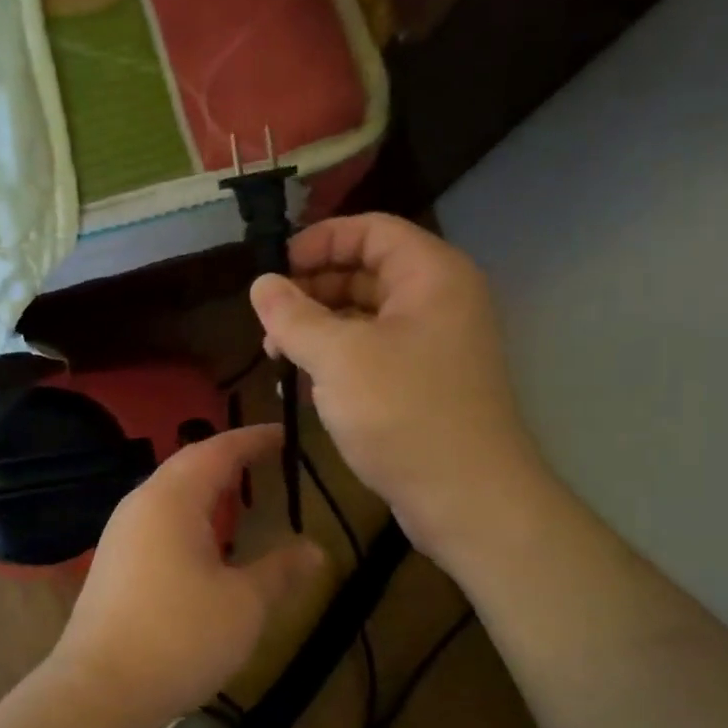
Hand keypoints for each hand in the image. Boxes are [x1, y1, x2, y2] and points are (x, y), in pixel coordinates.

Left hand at [49, 425, 327, 727]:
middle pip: (188, 466)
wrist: (98, 690)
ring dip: (205, 488)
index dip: (252, 439)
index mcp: (171, 499)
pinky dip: (188, 516)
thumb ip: (280, 571)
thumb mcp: (244, 604)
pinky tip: (204, 542)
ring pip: (169, 495)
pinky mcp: (113, 564)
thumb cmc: (179, 637)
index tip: (283, 434)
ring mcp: (120, 535)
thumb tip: (315, 549)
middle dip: (228, 459)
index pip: (217, 451)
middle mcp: (140, 505)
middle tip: (264, 458)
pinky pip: (157, 521)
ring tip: (239, 494)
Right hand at [249, 213, 540, 562]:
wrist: (467, 498)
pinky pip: (374, 353)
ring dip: (318, 328)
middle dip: (312, 289)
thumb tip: (260, 284)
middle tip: (267, 318)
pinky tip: (304, 383)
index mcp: (431, 275)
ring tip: (276, 354)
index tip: (273, 269)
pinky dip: (337, 359)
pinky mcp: (424, 383)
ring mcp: (434, 344)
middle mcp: (438, 300)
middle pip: (366, 271)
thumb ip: (293, 316)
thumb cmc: (403, 413)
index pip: (370, 230)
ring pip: (366, 316)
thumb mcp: (338, 358)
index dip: (318, 241)